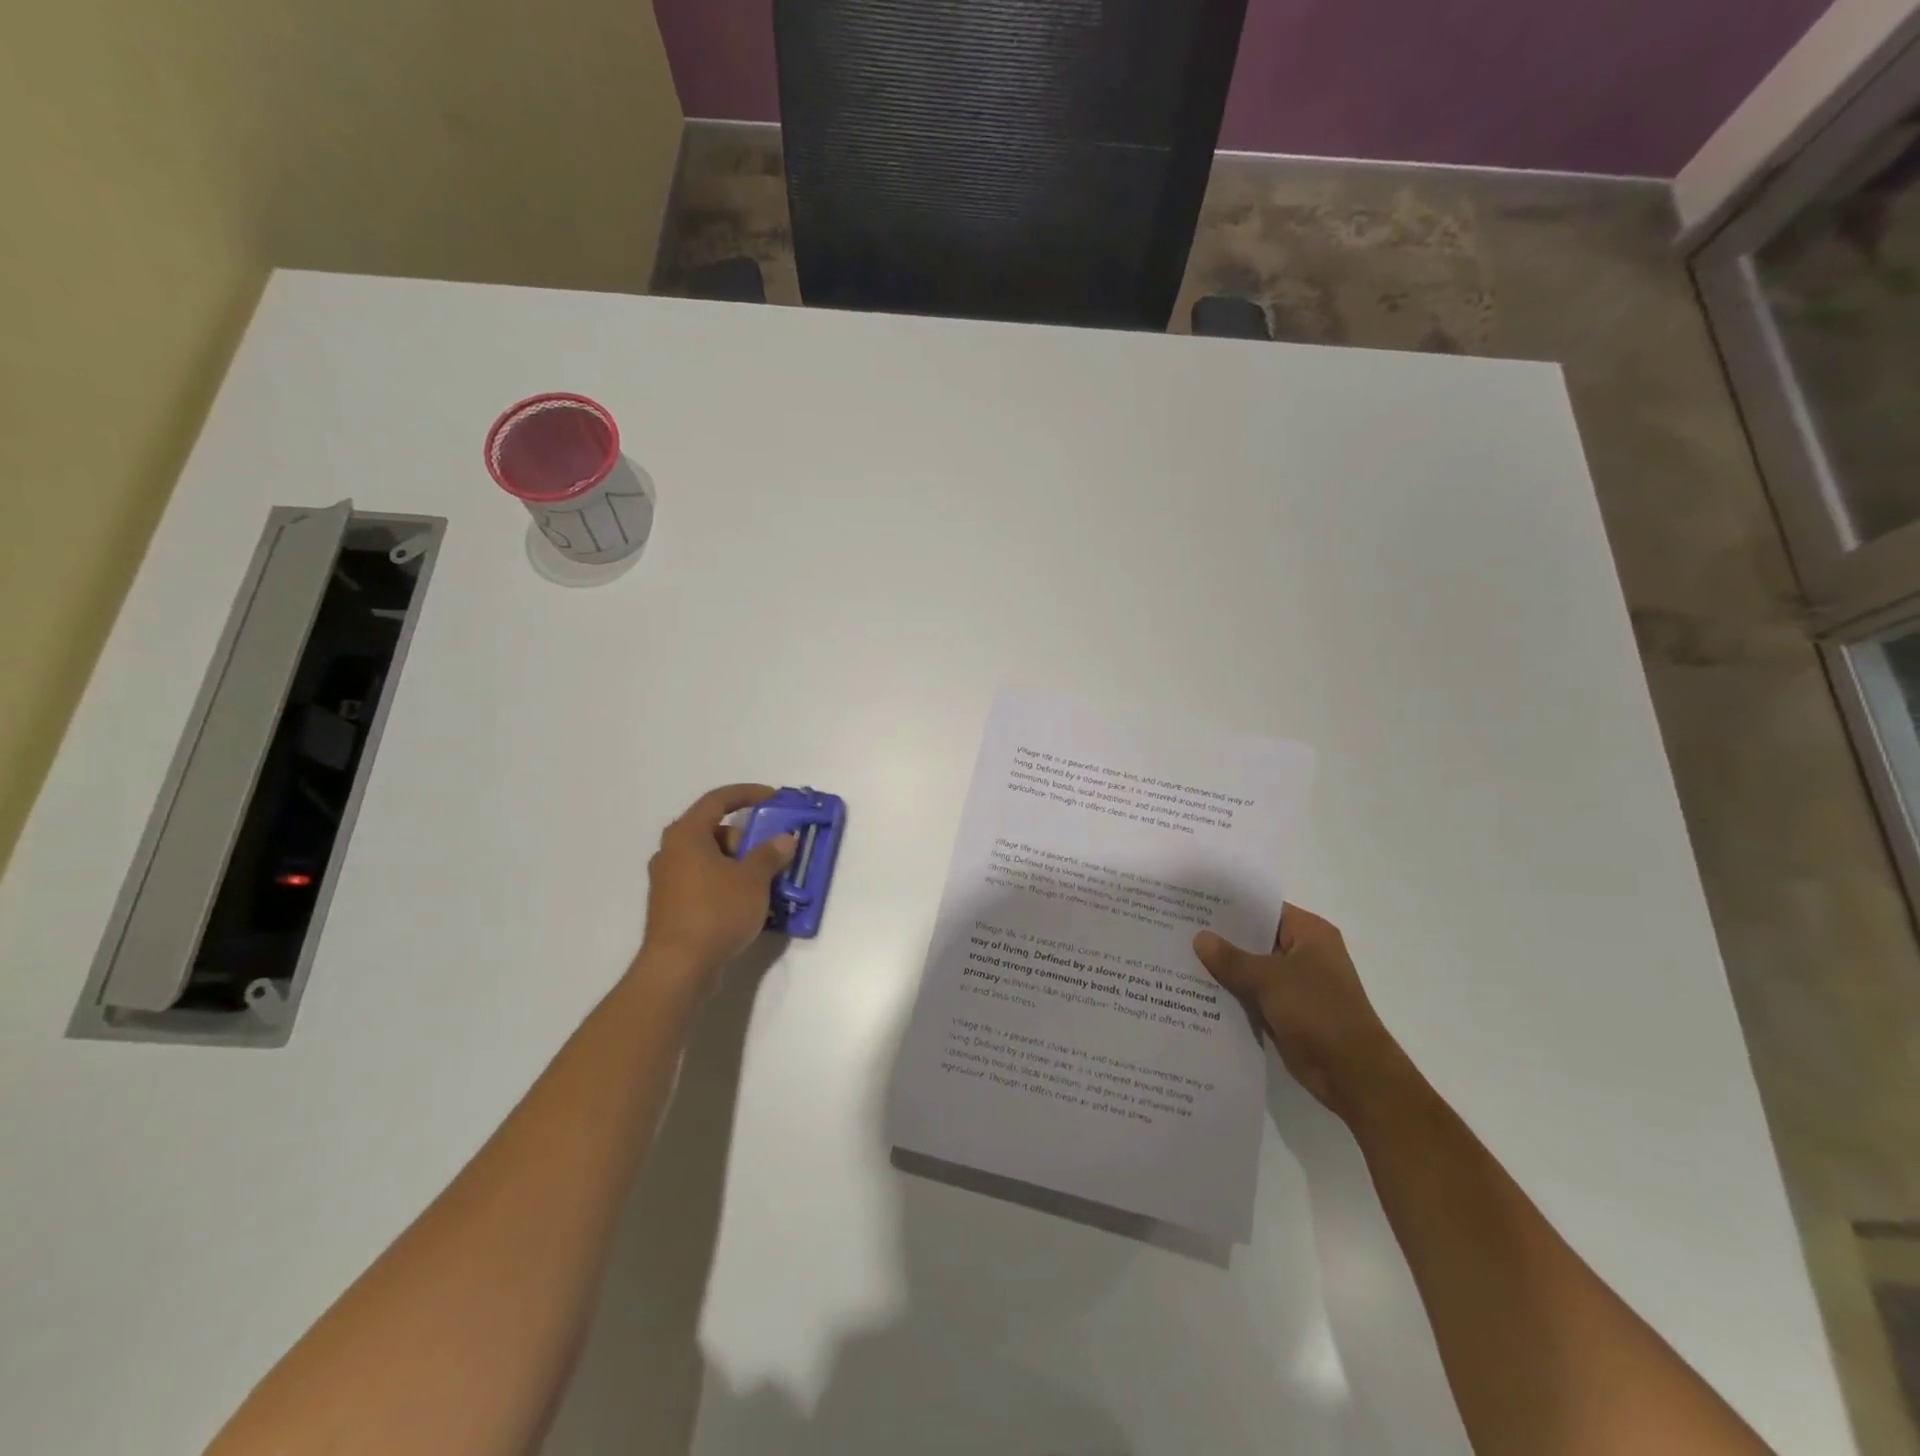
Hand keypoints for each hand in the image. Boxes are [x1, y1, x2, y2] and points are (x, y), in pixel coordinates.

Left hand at [637, 784, 796, 990]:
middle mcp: (671, 852)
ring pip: (709, 858)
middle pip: (713, 830)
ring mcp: (668, 881)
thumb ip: (770, 854)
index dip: (747, 793)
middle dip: (746, 837)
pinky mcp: (671, 906)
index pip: (717, 800)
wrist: (679, 968)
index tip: (774, 798)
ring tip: (764, 880)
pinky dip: (725, 883)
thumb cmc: (716, 912)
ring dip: (738, 863)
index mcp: (686, 835)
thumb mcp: (753, 879)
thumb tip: (784, 840)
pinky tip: (746, 903)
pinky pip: (703, 881)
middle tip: (770, 852)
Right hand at [1193, 907, 1399, 1118]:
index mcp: (1310, 934)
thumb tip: (1200, 938)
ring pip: (1251, 968)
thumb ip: (1231, 958)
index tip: (1193, 903)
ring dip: (1223, 968)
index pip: (1264, 909)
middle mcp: (1303, 953)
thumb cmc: (1318, 1012)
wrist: (1353, 1074)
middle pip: (1255, 938)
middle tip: (1177, 928)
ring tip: (1178, 956)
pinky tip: (1195, 990)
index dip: (1229, 906)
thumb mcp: (1270, 979)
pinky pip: (1252, 994)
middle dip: (1220, 938)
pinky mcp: (1286, 1011)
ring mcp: (1295, 984)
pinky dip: (1231, 993)